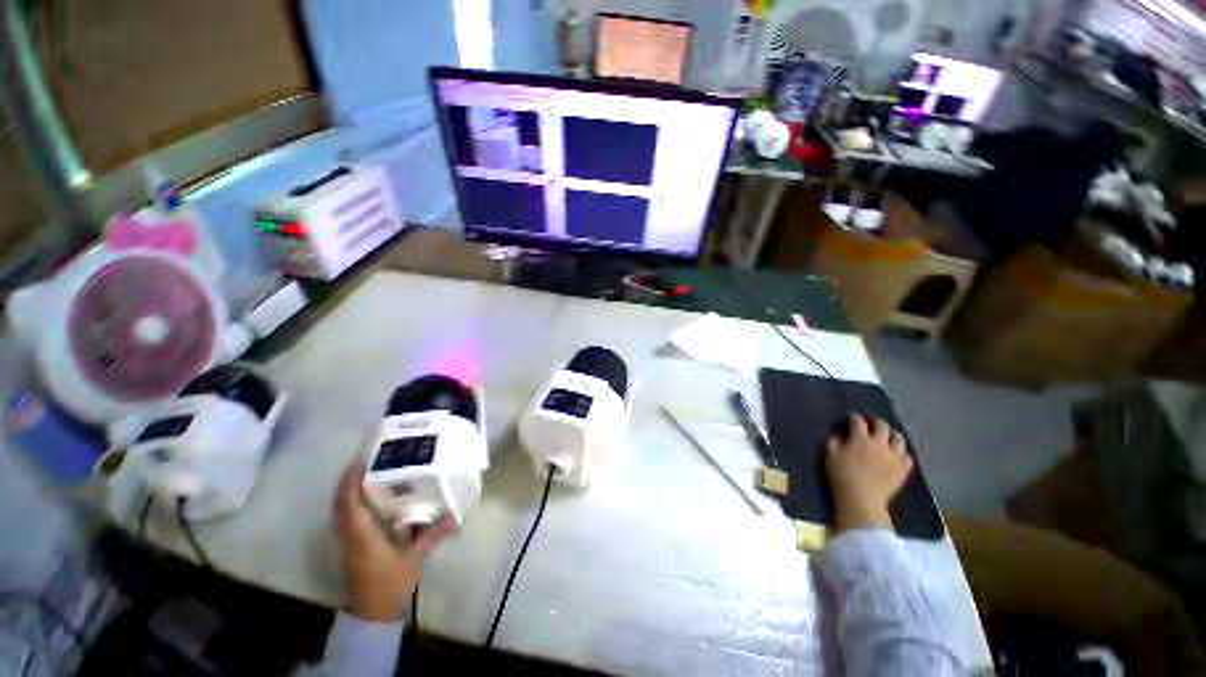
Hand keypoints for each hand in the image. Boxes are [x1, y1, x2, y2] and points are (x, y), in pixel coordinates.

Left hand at [333, 459, 455, 621]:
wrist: (373, 614)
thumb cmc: (390, 584)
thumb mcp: (413, 559)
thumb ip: (432, 535)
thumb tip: (456, 517)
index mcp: (361, 535)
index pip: (349, 503)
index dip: (351, 482)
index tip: (360, 461)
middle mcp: (350, 535)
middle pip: (340, 505)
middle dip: (348, 483)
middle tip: (365, 463)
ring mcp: (349, 543)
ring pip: (341, 512)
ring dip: (349, 494)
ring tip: (368, 476)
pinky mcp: (353, 548)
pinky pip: (347, 520)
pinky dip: (353, 506)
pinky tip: (372, 501)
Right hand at [825, 414, 913, 533]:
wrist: (861, 500)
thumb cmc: (842, 476)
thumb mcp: (830, 456)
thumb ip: (834, 442)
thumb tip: (839, 436)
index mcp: (860, 439)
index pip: (858, 422)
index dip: (854, 417)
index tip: (850, 418)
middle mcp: (880, 444)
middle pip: (882, 426)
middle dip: (876, 421)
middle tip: (871, 422)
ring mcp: (894, 457)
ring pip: (899, 439)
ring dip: (893, 434)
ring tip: (888, 436)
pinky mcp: (902, 470)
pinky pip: (908, 457)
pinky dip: (902, 453)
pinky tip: (897, 455)